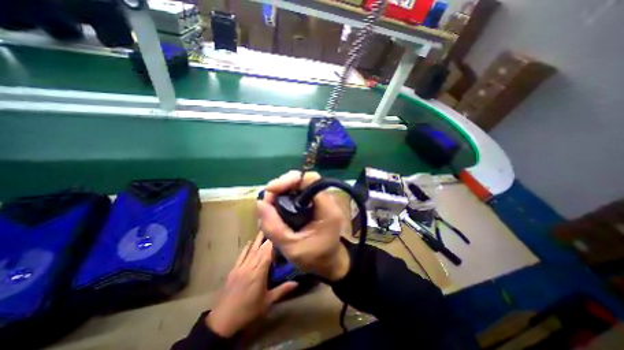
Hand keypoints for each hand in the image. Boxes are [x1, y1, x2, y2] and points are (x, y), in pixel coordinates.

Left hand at [207, 233, 297, 335]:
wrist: (223, 321)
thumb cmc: (248, 311)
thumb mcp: (267, 302)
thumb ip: (282, 290)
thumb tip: (297, 283)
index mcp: (259, 273)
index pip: (267, 254)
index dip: (273, 243)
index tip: (279, 233)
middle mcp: (250, 266)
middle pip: (260, 249)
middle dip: (267, 238)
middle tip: (274, 227)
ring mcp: (241, 267)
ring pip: (251, 250)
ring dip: (257, 240)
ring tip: (263, 229)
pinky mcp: (233, 270)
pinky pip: (241, 256)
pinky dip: (246, 248)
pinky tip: (249, 242)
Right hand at [254, 171, 350, 282]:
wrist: (329, 263)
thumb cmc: (314, 259)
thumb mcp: (291, 248)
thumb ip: (274, 227)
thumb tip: (260, 203)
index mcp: (327, 209)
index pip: (311, 181)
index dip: (290, 180)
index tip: (271, 190)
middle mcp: (326, 200)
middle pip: (304, 180)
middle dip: (284, 184)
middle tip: (268, 197)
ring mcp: (321, 201)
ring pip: (301, 185)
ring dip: (283, 189)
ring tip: (270, 202)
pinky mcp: (315, 204)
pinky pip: (300, 193)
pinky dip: (286, 195)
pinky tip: (277, 204)